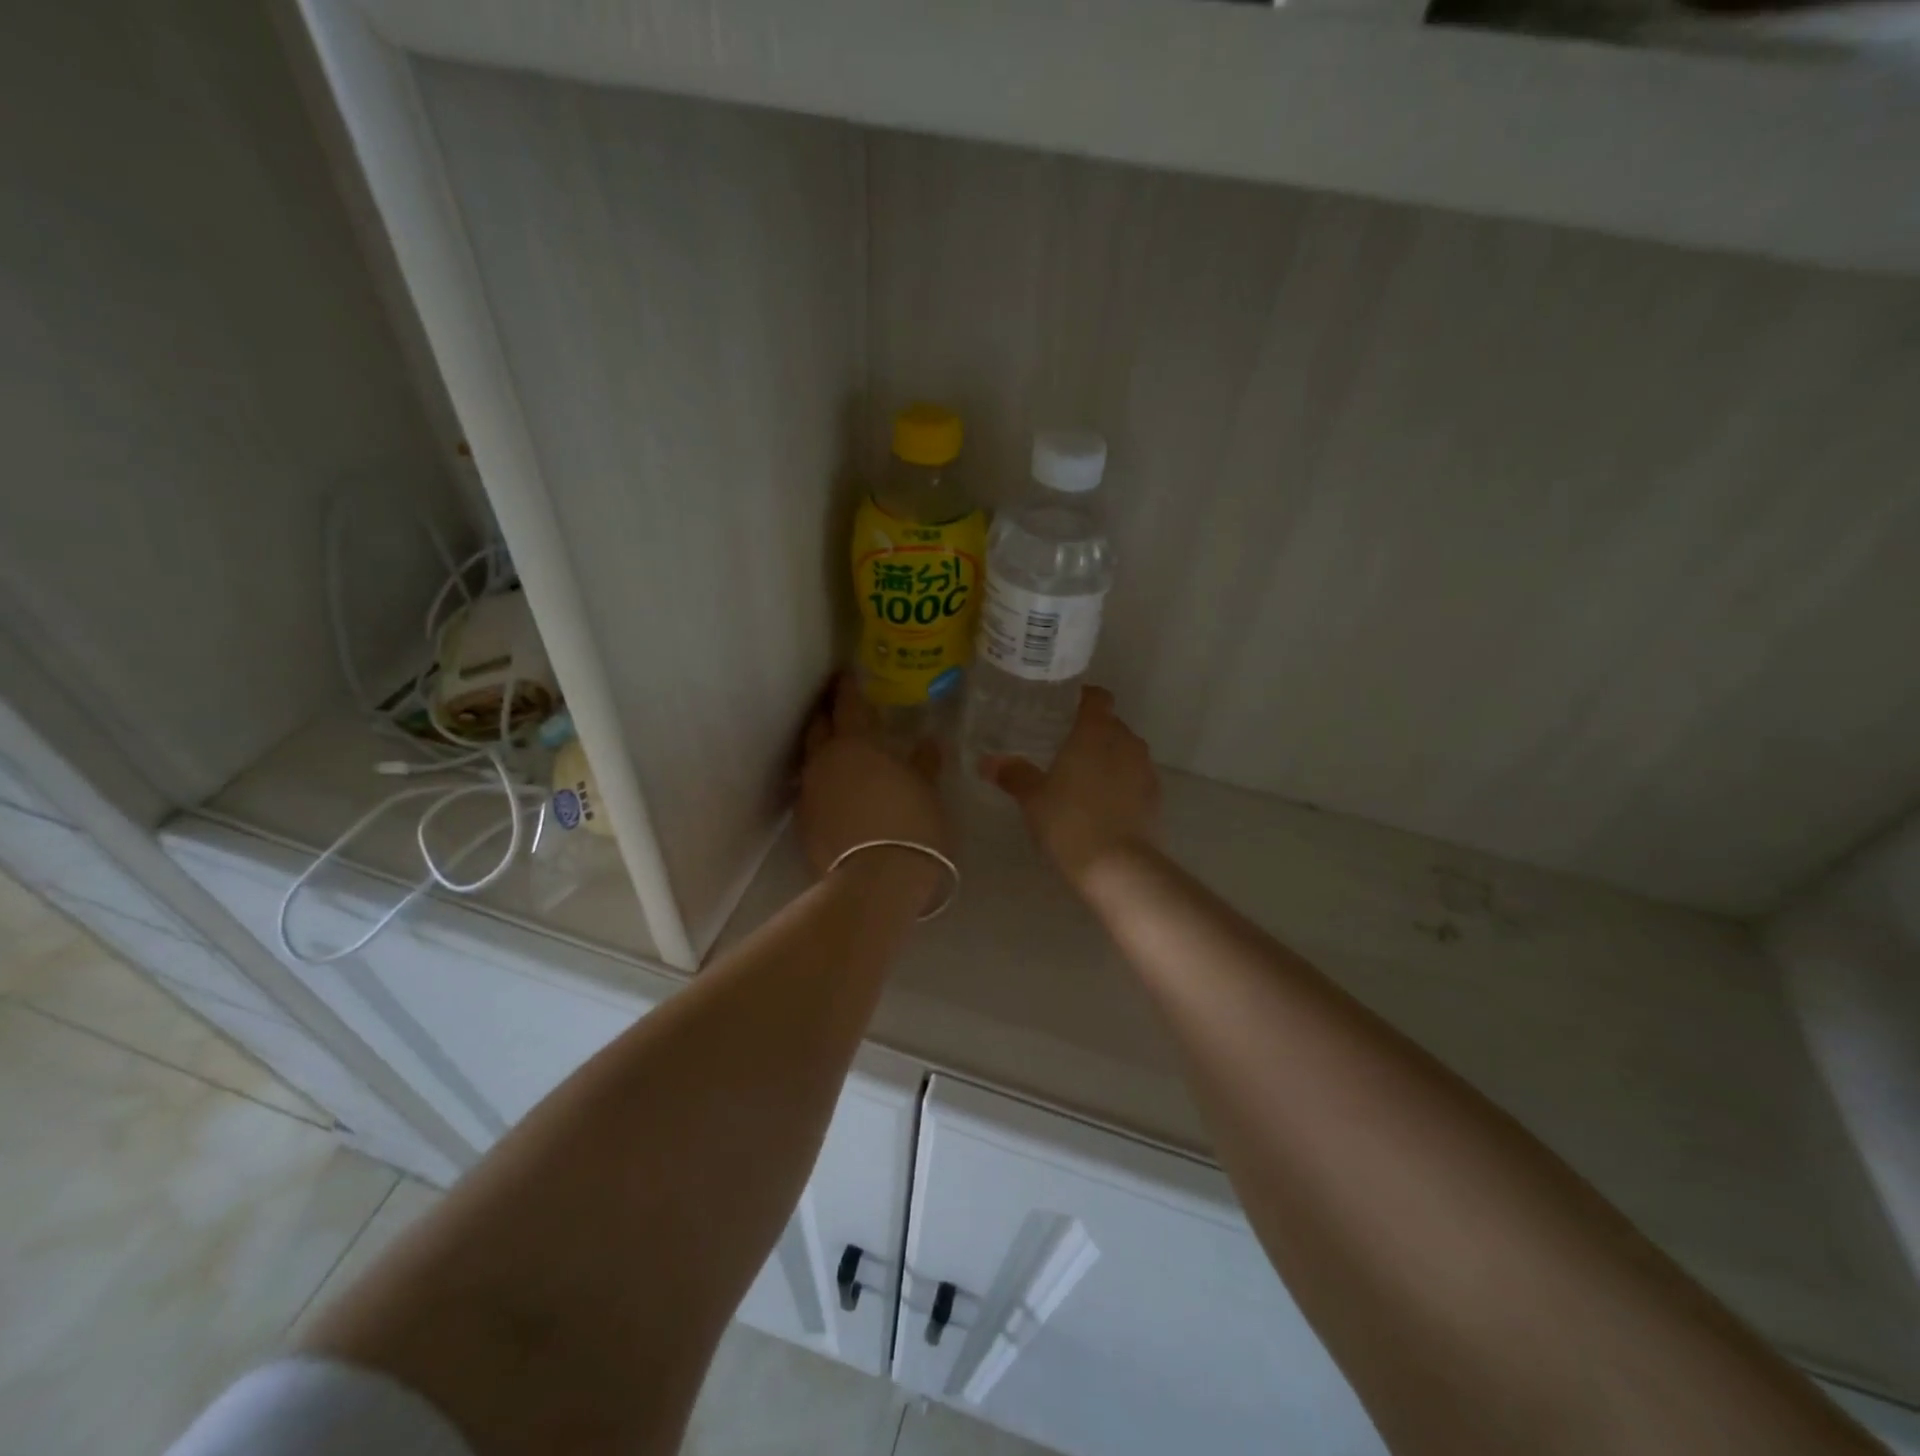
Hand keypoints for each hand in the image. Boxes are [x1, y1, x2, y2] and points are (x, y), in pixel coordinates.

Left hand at [799, 676, 949, 895]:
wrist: (876, 883)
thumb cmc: (911, 826)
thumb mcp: (928, 791)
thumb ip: (924, 763)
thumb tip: (928, 742)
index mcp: (855, 744)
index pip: (847, 704)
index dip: (847, 687)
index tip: (847, 673)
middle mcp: (824, 762)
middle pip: (818, 727)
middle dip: (827, 713)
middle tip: (838, 706)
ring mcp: (809, 794)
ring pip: (811, 760)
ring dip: (823, 750)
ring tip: (840, 750)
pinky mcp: (804, 824)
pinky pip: (812, 791)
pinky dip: (824, 783)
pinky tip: (838, 791)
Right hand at [981, 686, 1159, 888]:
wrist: (1117, 867)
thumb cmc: (1069, 821)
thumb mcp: (1033, 798)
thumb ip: (1014, 774)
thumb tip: (987, 762)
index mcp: (1096, 731)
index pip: (1097, 698)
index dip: (1083, 698)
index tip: (1064, 708)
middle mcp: (1126, 742)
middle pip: (1111, 725)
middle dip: (1092, 732)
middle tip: (1064, 747)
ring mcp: (1145, 770)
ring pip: (1125, 752)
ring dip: (1108, 758)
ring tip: (1082, 777)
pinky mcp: (1155, 798)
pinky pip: (1135, 778)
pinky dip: (1120, 783)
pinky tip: (1101, 803)